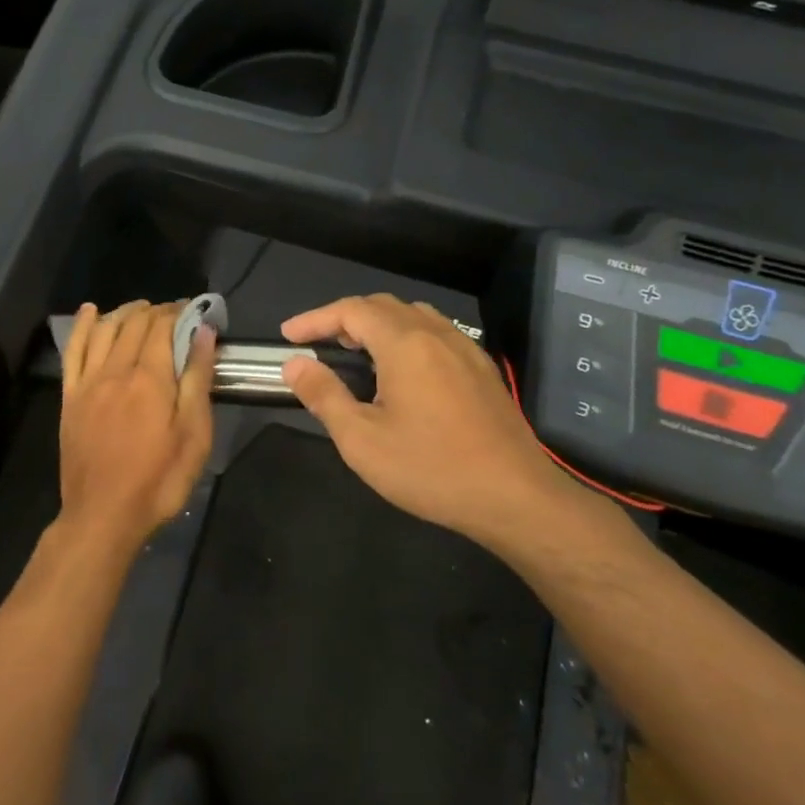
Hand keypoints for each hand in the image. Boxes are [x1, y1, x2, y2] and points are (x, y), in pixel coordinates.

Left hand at [56, 301, 216, 561]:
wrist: (103, 515)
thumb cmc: (159, 480)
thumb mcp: (194, 435)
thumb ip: (197, 380)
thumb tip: (203, 333)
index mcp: (150, 378)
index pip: (163, 327)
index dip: (179, 312)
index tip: (194, 310)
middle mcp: (116, 370)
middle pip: (134, 324)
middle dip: (155, 311)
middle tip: (173, 313)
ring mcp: (88, 382)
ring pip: (104, 330)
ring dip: (123, 312)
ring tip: (140, 309)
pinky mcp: (70, 397)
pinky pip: (73, 351)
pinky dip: (83, 326)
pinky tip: (91, 312)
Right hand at [280, 295, 594, 553]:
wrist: (516, 498)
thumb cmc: (431, 469)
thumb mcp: (362, 440)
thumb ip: (324, 395)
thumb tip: (295, 365)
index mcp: (405, 345)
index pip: (351, 311)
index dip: (314, 318)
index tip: (288, 337)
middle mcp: (437, 335)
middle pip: (383, 306)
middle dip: (344, 317)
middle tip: (318, 344)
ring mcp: (465, 350)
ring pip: (413, 316)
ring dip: (377, 324)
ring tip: (355, 353)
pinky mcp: (481, 370)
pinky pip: (436, 334)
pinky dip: (405, 337)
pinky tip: (400, 372)